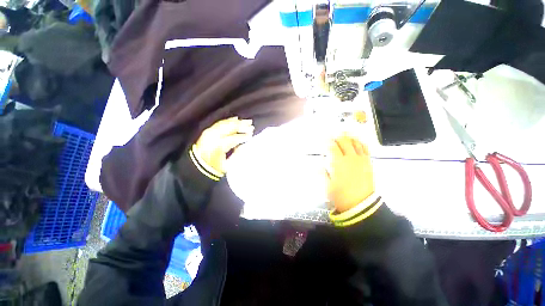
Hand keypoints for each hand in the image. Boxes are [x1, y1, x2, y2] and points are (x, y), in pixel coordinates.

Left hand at [195, 117, 253, 173]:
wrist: (199, 166)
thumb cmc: (214, 167)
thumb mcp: (227, 165)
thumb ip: (235, 154)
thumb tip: (242, 144)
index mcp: (217, 146)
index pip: (232, 138)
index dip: (242, 136)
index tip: (251, 135)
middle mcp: (212, 137)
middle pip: (228, 128)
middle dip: (241, 126)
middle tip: (251, 125)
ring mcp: (209, 133)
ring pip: (225, 124)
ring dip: (236, 122)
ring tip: (246, 121)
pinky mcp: (207, 131)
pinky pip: (219, 124)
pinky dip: (228, 121)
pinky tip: (235, 119)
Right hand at [327, 135, 374, 212]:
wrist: (361, 204)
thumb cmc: (341, 195)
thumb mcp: (327, 186)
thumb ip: (322, 173)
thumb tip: (318, 164)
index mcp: (338, 163)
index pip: (332, 147)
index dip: (328, 141)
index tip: (324, 137)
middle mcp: (349, 158)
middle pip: (344, 142)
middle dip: (338, 136)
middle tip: (334, 133)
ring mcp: (360, 160)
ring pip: (355, 143)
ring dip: (349, 137)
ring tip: (345, 133)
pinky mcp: (368, 163)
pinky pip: (365, 149)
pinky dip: (360, 143)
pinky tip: (358, 141)